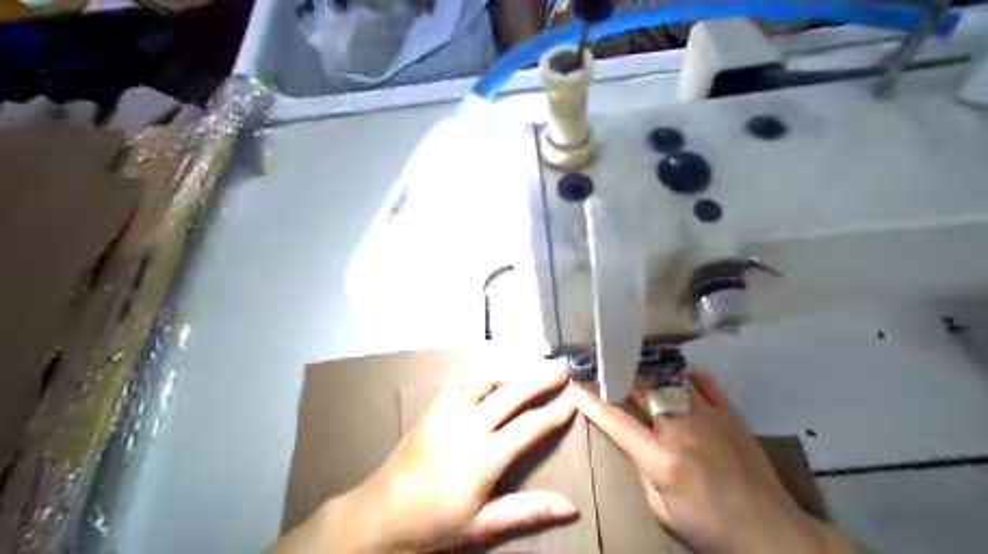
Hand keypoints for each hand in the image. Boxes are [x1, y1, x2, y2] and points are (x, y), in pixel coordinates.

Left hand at [270, 358, 581, 553]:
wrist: (381, 513)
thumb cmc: (434, 523)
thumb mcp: (482, 525)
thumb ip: (526, 511)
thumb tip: (571, 507)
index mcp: (482, 458)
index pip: (528, 427)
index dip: (554, 413)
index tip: (573, 401)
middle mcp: (467, 426)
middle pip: (511, 393)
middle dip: (540, 378)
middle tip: (562, 368)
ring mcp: (447, 412)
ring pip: (485, 379)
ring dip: (512, 369)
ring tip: (532, 365)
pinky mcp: (432, 407)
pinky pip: (459, 380)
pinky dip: (480, 373)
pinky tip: (491, 375)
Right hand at [572, 371, 857, 553]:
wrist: (770, 532)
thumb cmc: (709, 527)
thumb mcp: (662, 510)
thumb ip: (641, 471)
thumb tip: (630, 443)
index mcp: (661, 458)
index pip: (617, 422)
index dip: (593, 404)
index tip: (577, 389)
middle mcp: (682, 428)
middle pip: (642, 391)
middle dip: (619, 380)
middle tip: (606, 374)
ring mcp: (708, 417)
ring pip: (670, 382)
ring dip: (649, 376)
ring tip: (637, 372)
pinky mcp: (730, 415)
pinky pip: (705, 384)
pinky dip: (688, 377)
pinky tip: (679, 378)